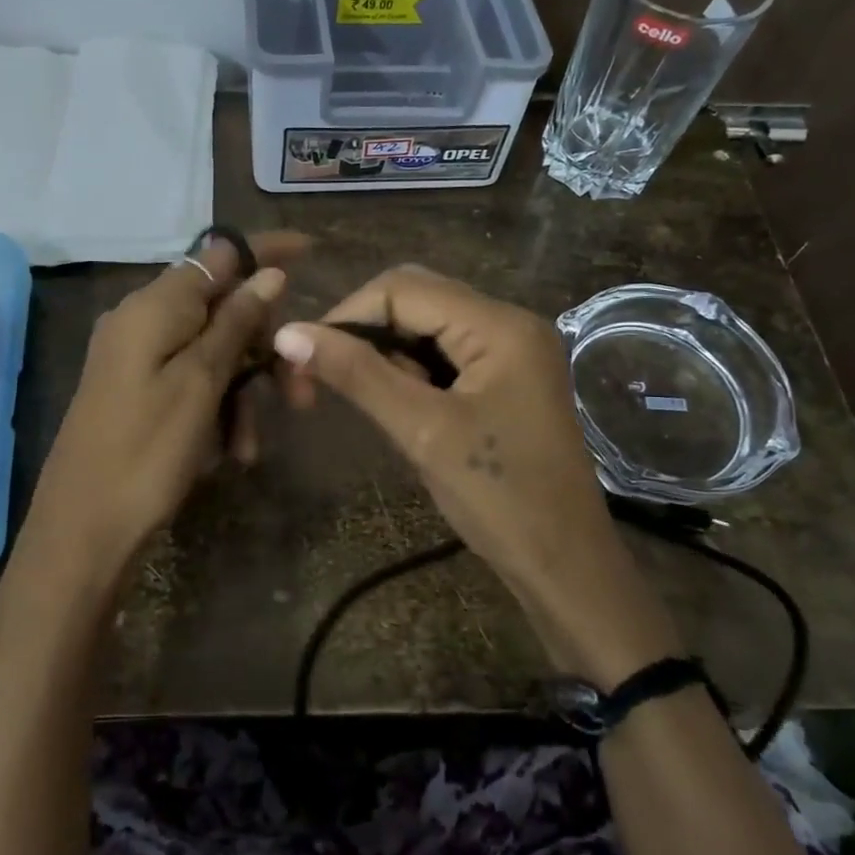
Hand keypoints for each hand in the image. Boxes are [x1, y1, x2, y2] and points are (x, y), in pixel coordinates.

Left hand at [10, 231, 306, 601]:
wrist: (82, 532)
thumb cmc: (146, 453)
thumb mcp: (201, 384)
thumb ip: (236, 323)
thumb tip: (269, 272)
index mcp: (153, 307)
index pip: (220, 256)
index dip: (266, 252)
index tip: (311, 251)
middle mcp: (141, 321)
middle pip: (221, 311)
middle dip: (264, 349)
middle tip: (301, 394)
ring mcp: (136, 358)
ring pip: (212, 354)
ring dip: (243, 393)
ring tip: (250, 448)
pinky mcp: (136, 391)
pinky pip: (190, 383)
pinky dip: (216, 410)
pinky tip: (228, 453)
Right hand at [273, 265, 683, 685]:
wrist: (566, 566)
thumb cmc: (499, 499)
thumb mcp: (422, 431)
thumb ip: (357, 374)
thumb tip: (288, 335)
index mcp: (499, 325)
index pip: (402, 289)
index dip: (345, 316)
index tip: (302, 359)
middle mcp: (509, 322)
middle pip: (415, 298)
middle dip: (362, 331)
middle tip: (320, 376)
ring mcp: (512, 350)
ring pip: (427, 326)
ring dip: (384, 352)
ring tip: (357, 397)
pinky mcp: (507, 377)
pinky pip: (446, 353)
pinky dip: (410, 370)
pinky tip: (395, 404)